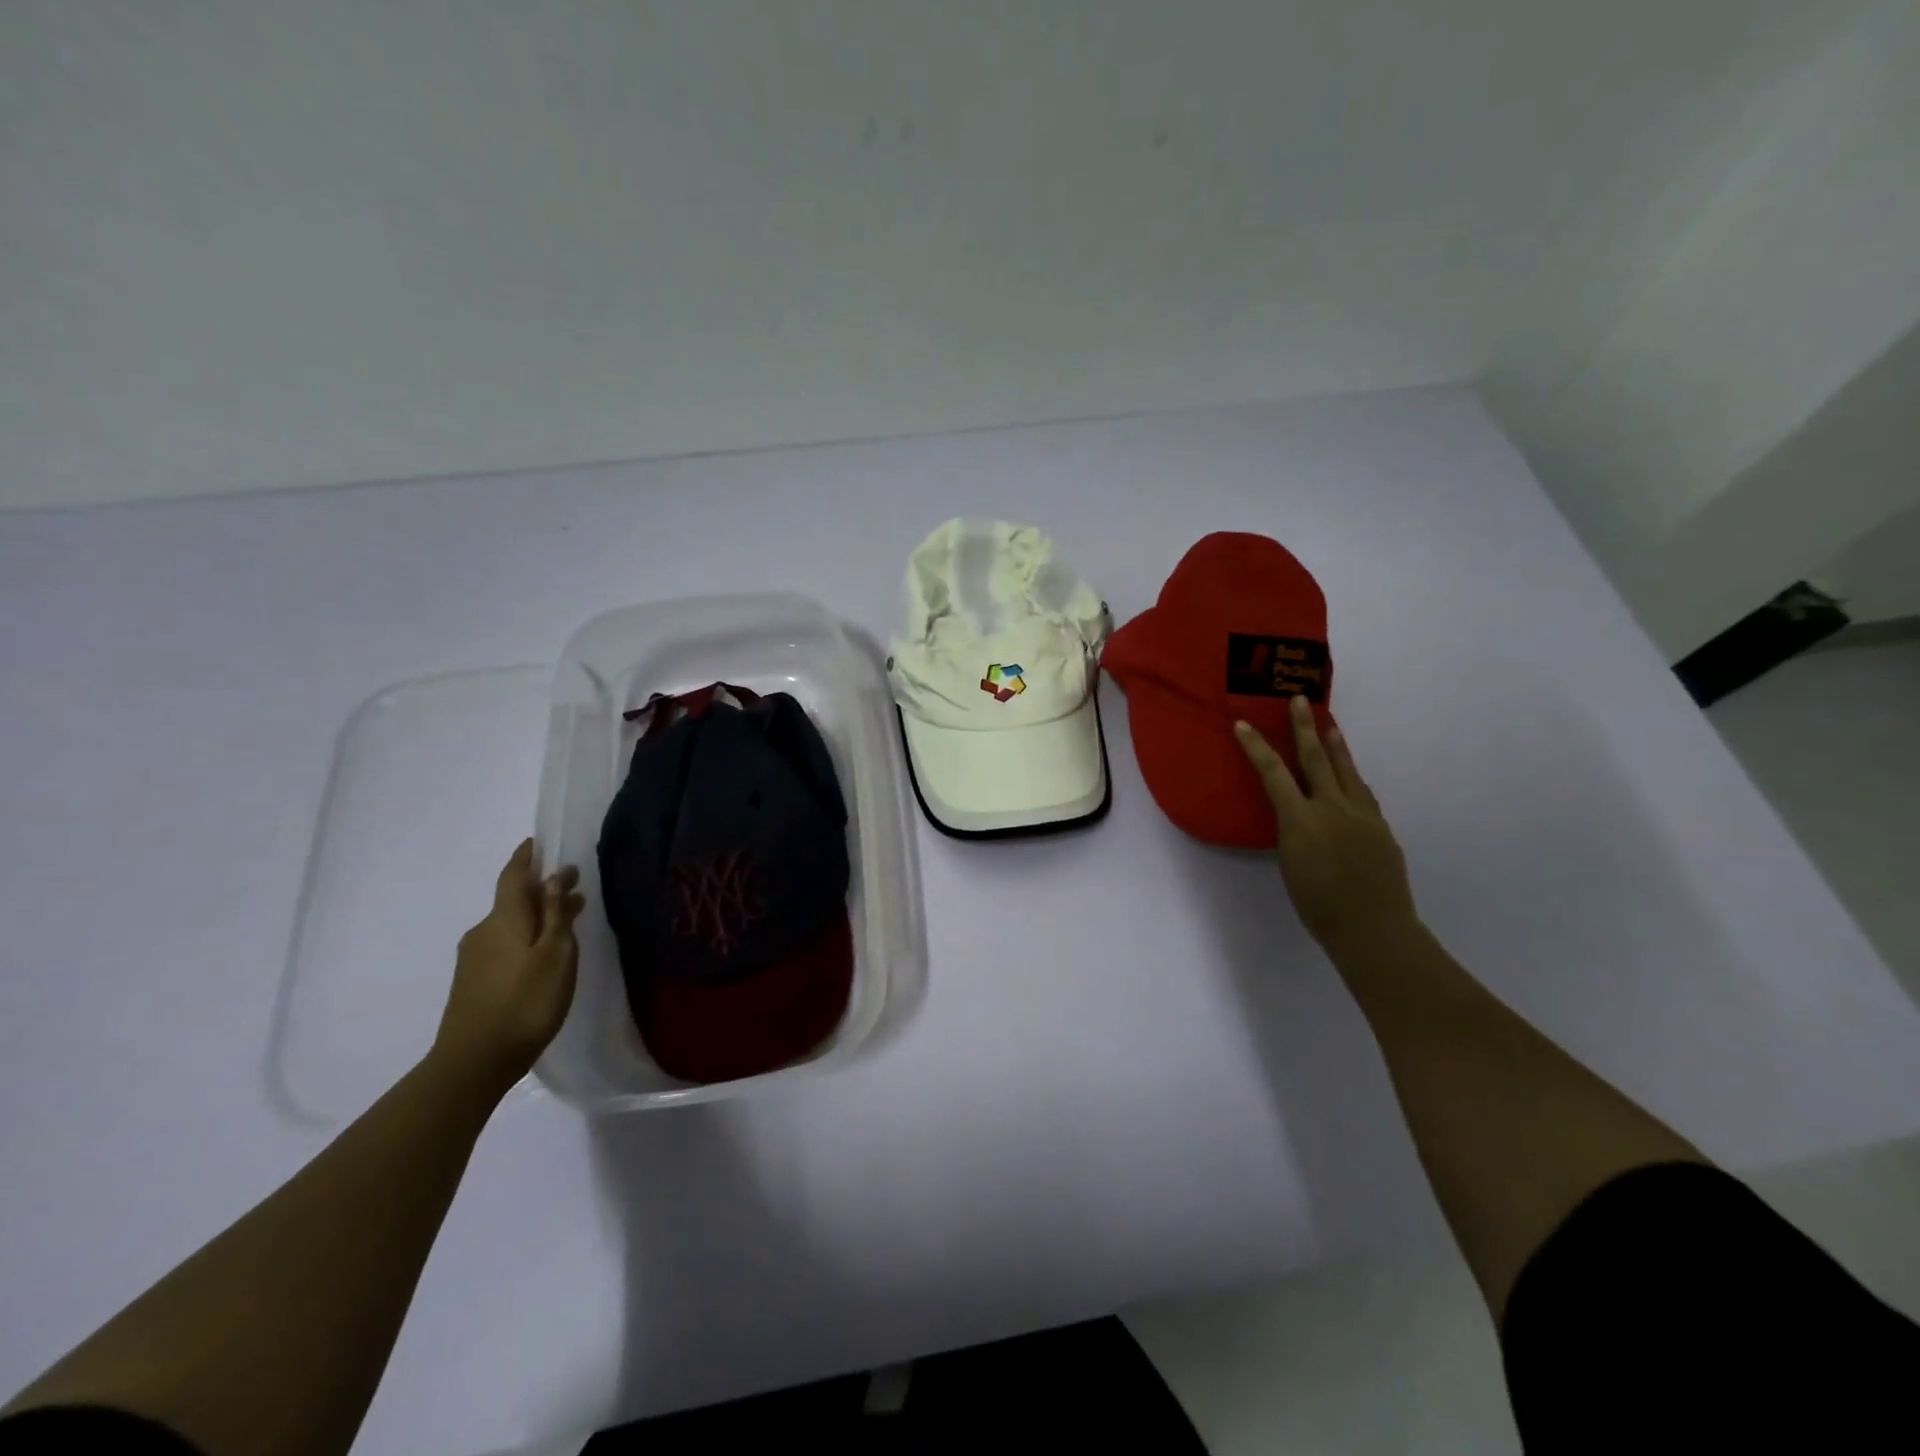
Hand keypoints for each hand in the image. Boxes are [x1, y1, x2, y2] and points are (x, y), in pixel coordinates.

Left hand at [432, 840, 584, 1096]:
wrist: (474, 1062)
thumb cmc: (525, 1001)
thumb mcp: (555, 954)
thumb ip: (555, 914)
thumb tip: (553, 877)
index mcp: (503, 919)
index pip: (514, 875)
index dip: (527, 857)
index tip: (539, 842)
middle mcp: (483, 931)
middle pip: (514, 900)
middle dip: (543, 890)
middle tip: (574, 887)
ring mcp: (474, 958)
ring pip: (511, 924)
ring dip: (538, 916)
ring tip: (568, 921)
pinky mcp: (473, 982)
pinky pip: (505, 944)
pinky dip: (527, 937)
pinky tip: (545, 954)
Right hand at [1234, 698, 1418, 953]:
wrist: (1373, 928)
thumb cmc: (1318, 905)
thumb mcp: (1290, 864)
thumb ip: (1293, 832)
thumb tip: (1298, 816)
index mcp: (1302, 819)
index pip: (1273, 773)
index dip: (1256, 747)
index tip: (1243, 724)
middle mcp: (1333, 808)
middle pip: (1316, 759)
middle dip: (1305, 727)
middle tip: (1300, 700)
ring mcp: (1362, 815)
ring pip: (1347, 771)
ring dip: (1336, 745)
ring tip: (1329, 726)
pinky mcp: (1381, 828)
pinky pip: (1362, 793)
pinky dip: (1352, 778)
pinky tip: (1350, 777)